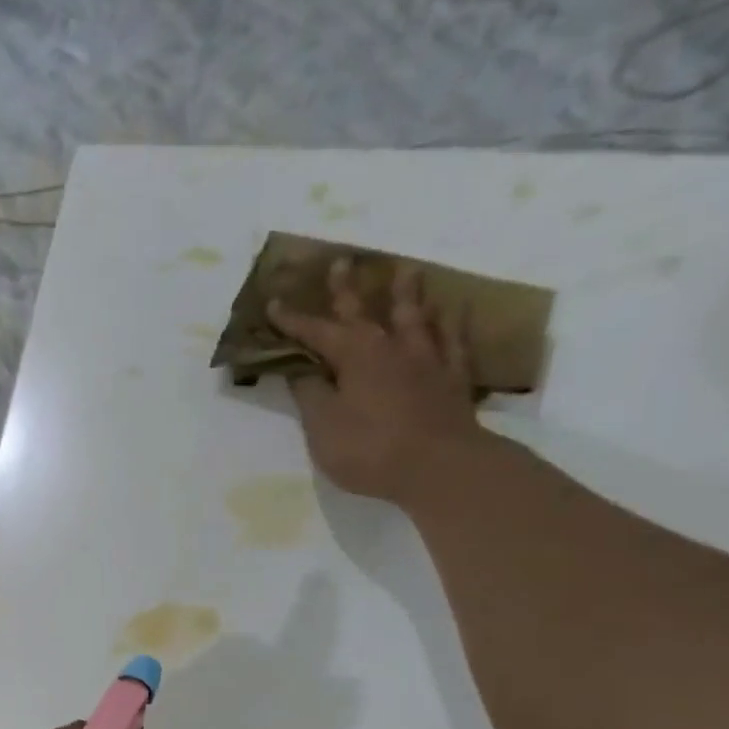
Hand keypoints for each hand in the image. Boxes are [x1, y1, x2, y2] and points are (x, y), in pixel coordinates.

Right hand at [266, 258, 487, 503]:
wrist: (440, 467)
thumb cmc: (370, 450)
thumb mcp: (323, 427)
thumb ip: (311, 395)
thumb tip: (301, 370)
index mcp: (354, 356)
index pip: (316, 332)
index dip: (292, 320)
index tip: (273, 302)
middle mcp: (391, 347)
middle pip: (366, 311)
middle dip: (348, 289)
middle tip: (342, 262)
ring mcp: (428, 359)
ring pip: (415, 316)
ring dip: (407, 294)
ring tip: (407, 271)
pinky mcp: (454, 378)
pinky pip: (455, 340)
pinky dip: (453, 322)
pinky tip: (455, 310)